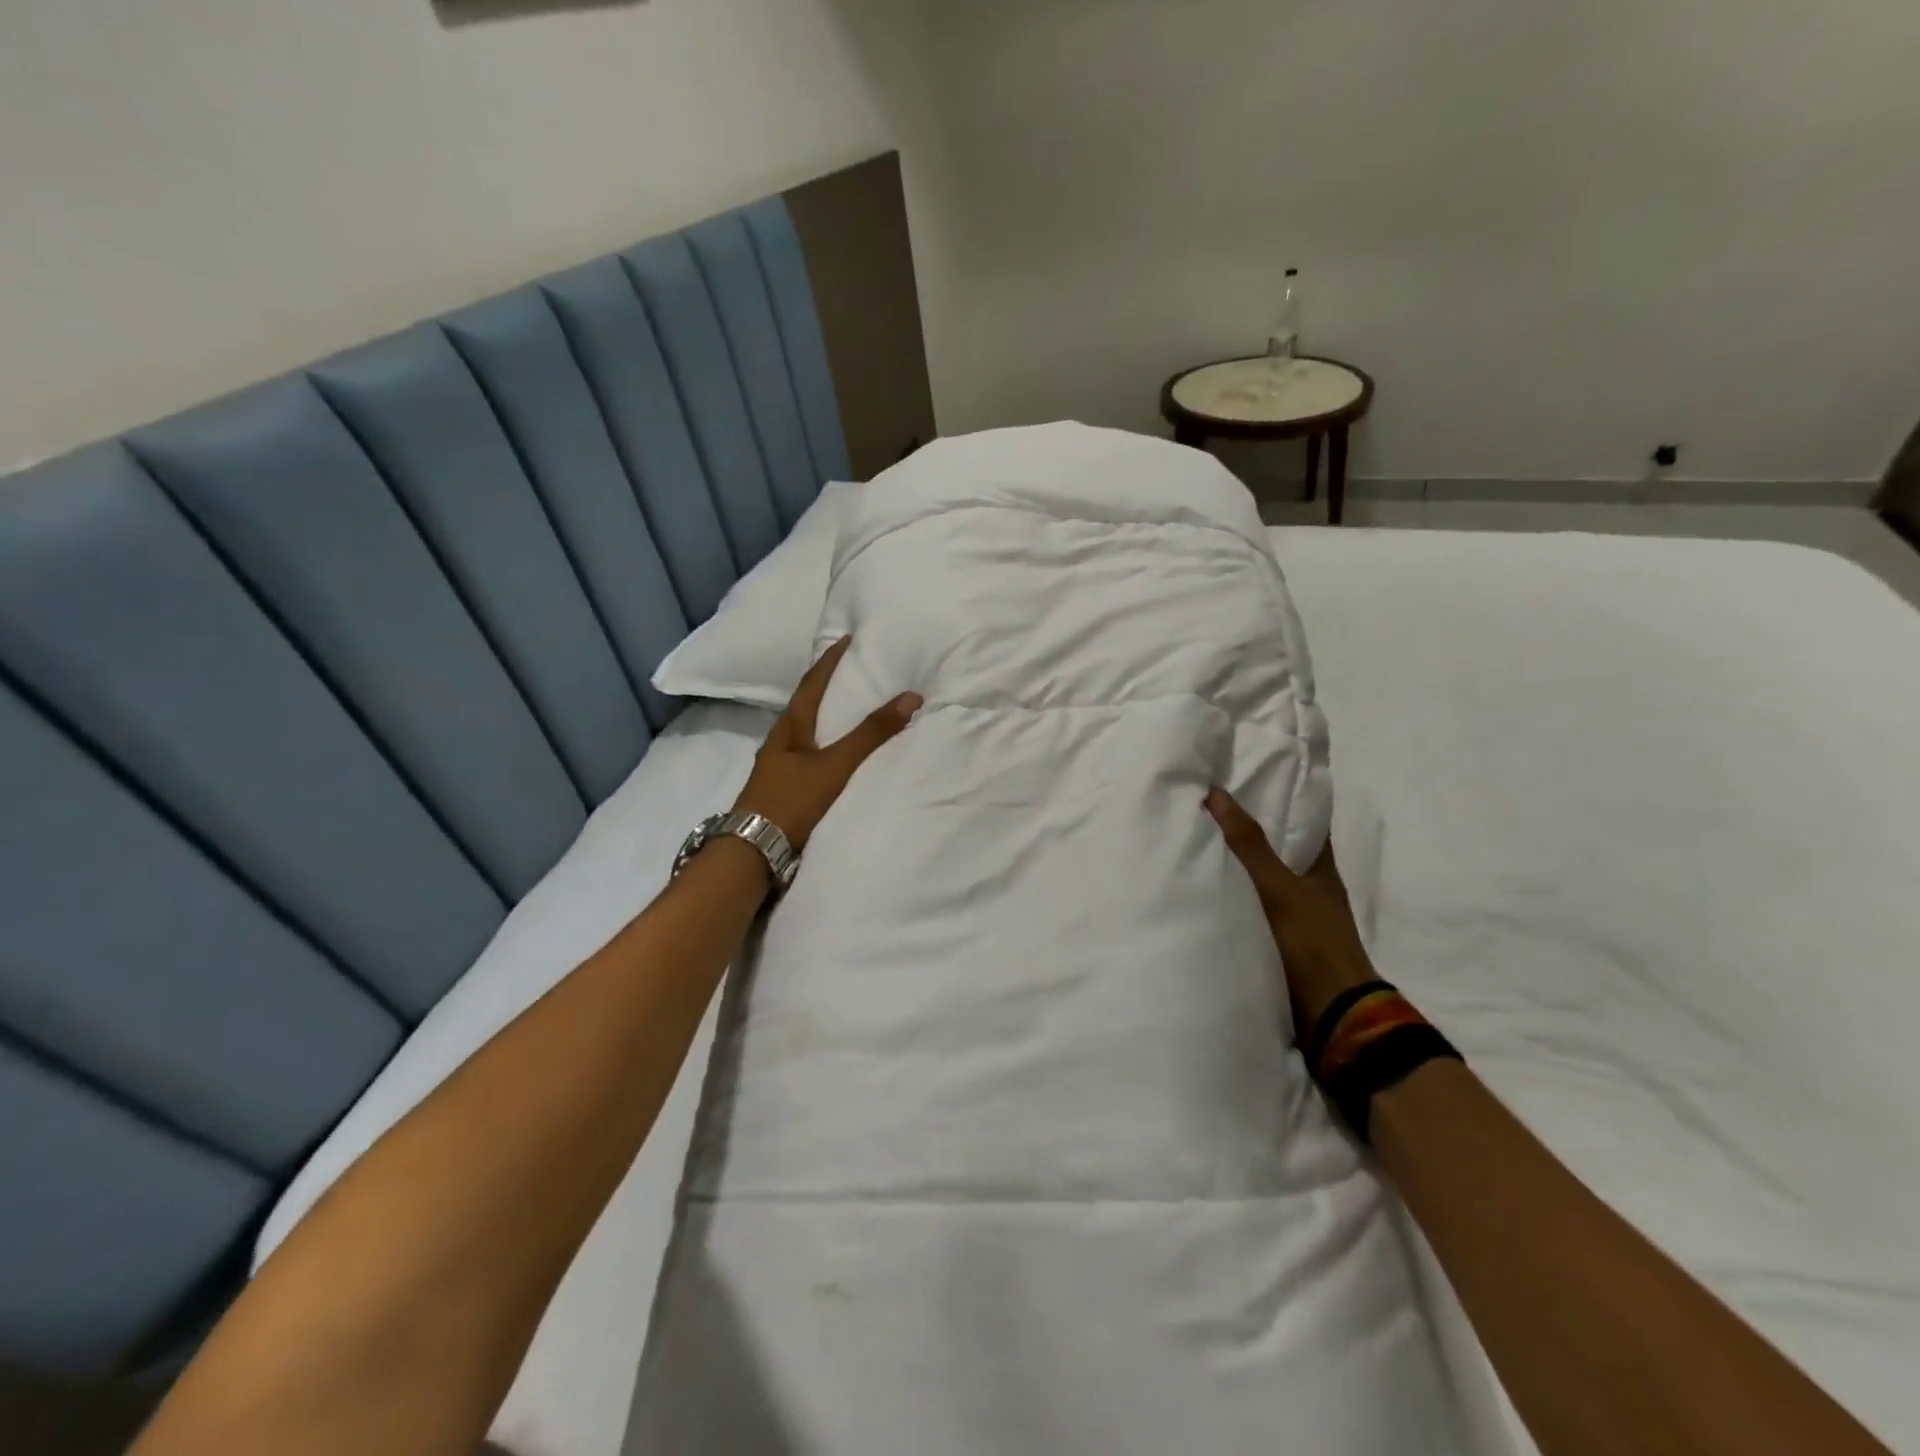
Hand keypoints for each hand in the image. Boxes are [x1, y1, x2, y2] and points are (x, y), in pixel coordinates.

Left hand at [733, 637, 921, 851]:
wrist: (754, 851)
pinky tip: (839, 756)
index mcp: (789, 728)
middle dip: (827, 687)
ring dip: (827, 718)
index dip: (829, 661)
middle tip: (854, 672)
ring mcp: (780, 767)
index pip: (811, 684)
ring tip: (852, 711)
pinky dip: (828, 746)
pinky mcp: (784, 789)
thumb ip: (871, 734)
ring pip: (807, 732)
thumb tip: (911, 696)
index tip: (846, 639)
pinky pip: (810, 756)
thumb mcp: (835, 765)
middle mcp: (781, 742)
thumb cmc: (791, 801)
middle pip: (806, 705)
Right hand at [1205, 786, 1378, 1044]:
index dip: (1281, 799)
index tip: (1247, 779)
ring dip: (1236, 866)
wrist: (1331, 1015)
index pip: (1304, 821)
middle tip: (1207, 806)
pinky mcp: (1278, 941)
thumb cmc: (1312, 942)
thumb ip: (1249, 844)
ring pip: (1261, 880)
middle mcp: (1309, 887)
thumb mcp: (1278, 887)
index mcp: (1321, 868)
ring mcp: (1295, 916)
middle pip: (1278, 850)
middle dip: (1248, 831)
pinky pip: (1250, 908)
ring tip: (1195, 840)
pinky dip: (1232, 897)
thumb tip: (1217, 793)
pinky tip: (1204, 888)